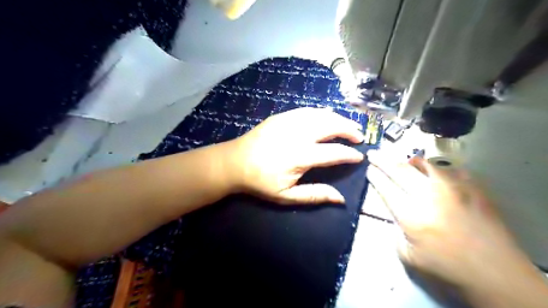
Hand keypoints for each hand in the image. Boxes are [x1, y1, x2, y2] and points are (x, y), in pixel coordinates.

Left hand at [225, 106, 364, 205]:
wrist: (233, 162)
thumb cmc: (259, 182)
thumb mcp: (286, 196)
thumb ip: (314, 195)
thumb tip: (341, 199)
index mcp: (300, 156)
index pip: (334, 152)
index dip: (350, 154)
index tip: (359, 157)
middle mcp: (297, 134)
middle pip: (331, 126)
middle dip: (349, 129)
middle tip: (359, 136)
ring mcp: (288, 121)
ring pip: (321, 114)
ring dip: (338, 118)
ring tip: (349, 125)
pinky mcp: (281, 116)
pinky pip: (307, 110)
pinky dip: (322, 112)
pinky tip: (328, 116)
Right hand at [363, 154, 537, 291]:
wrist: (495, 272)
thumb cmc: (447, 267)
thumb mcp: (408, 256)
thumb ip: (395, 231)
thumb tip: (395, 215)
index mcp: (411, 215)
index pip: (386, 188)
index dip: (375, 177)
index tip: (369, 169)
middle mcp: (429, 196)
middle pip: (400, 171)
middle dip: (383, 161)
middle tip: (374, 154)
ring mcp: (453, 189)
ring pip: (424, 165)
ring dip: (409, 162)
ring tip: (403, 161)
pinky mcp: (472, 188)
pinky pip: (449, 170)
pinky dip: (436, 169)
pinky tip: (433, 173)